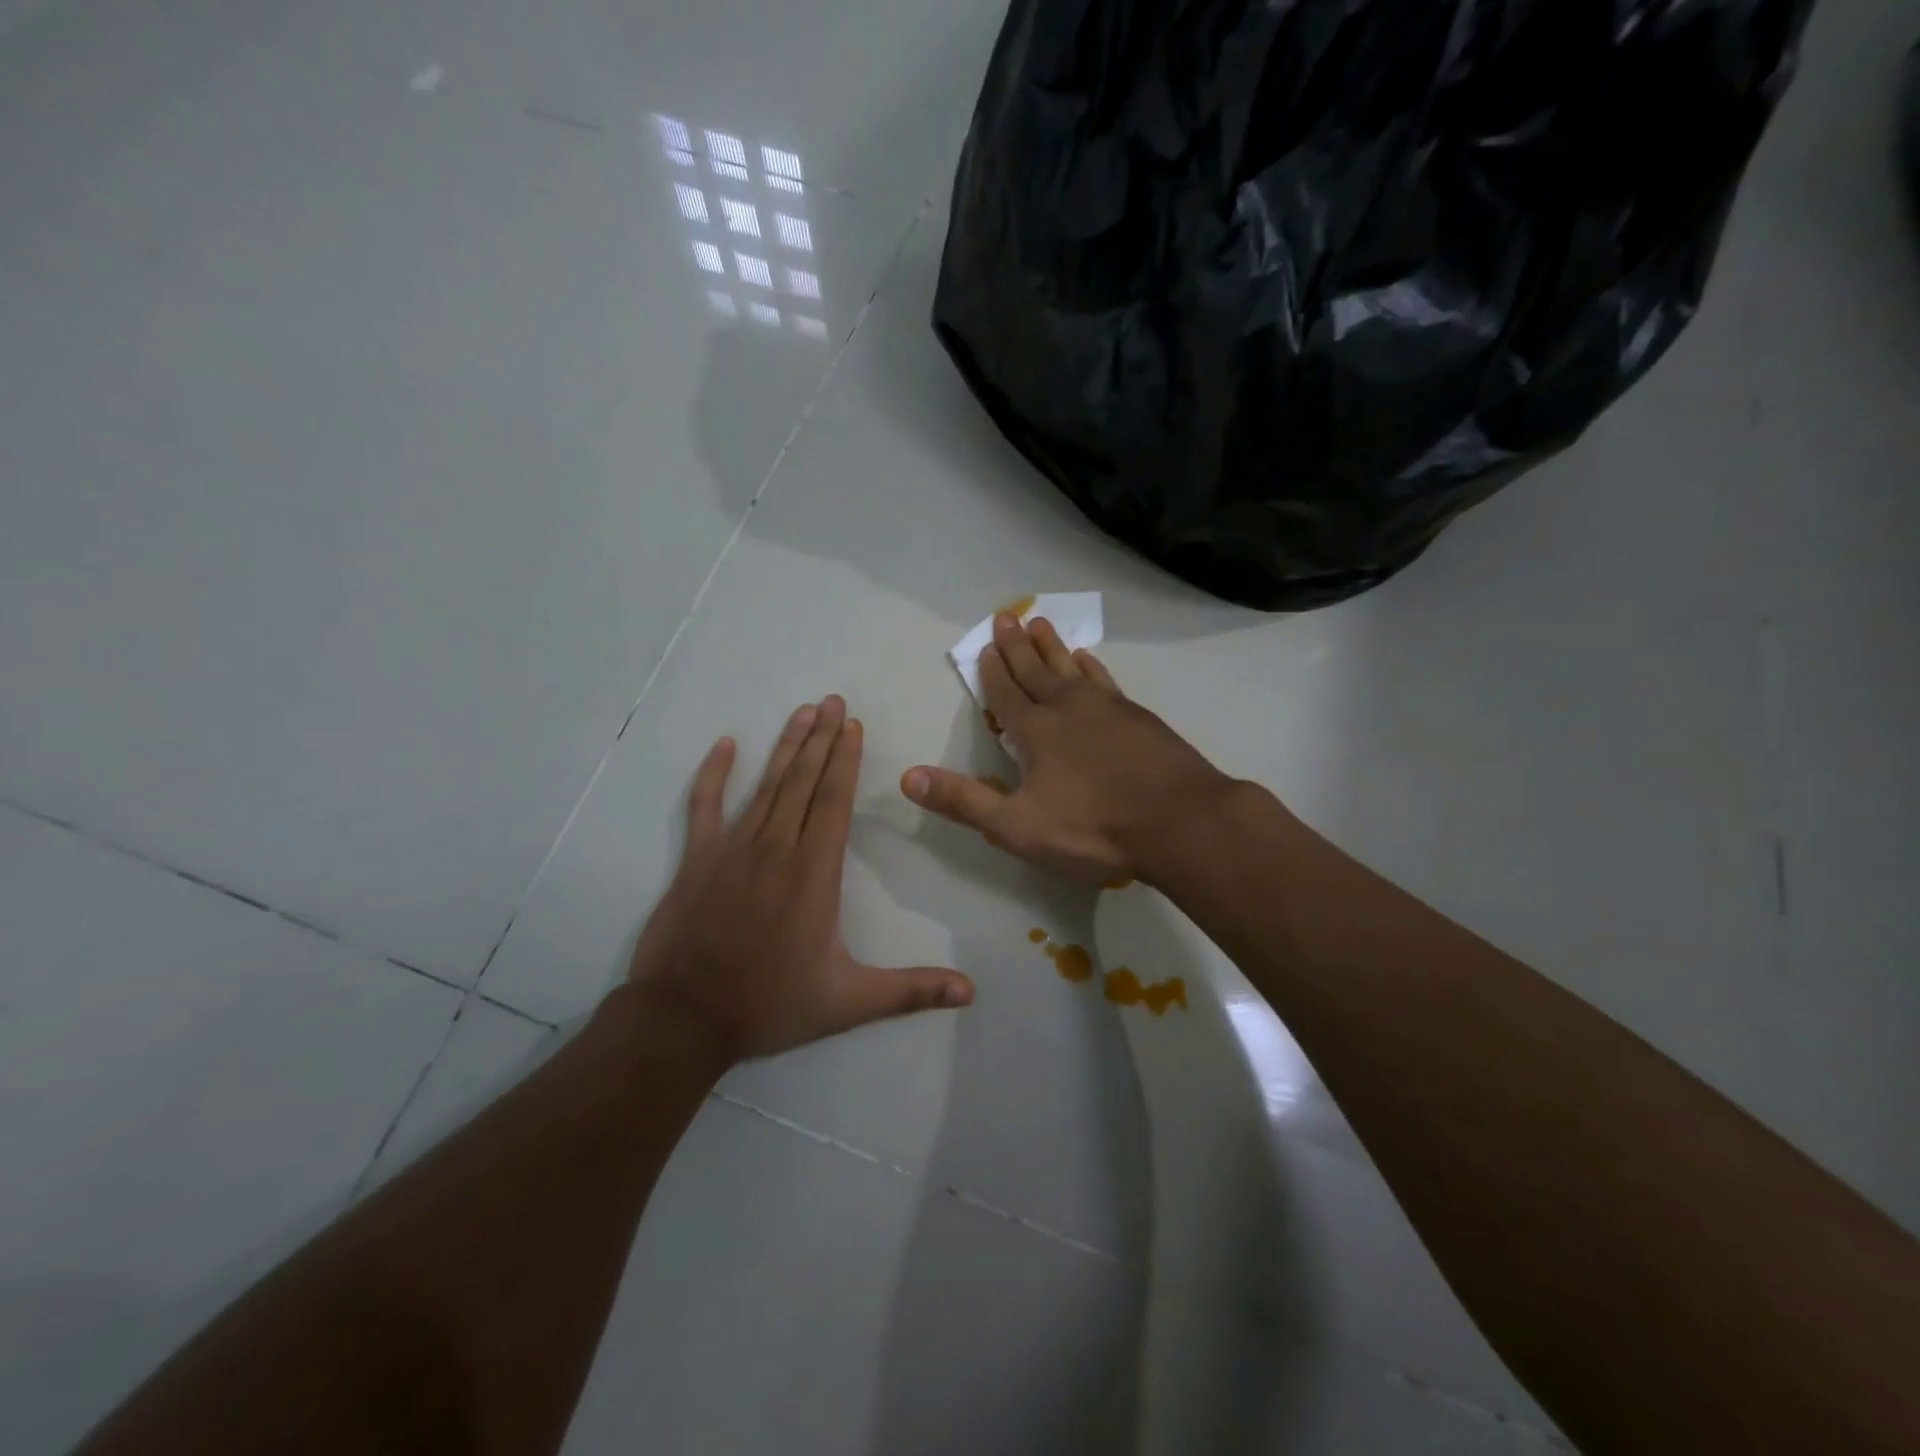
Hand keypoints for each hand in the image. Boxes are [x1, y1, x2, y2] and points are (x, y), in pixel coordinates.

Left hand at [628, 696, 974, 1060]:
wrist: (683, 1019)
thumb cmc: (770, 1005)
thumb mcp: (848, 1002)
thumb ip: (911, 991)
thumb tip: (970, 992)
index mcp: (814, 873)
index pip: (834, 801)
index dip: (845, 760)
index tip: (852, 725)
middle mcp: (776, 848)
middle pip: (804, 781)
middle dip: (821, 738)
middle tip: (833, 700)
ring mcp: (732, 849)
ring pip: (766, 785)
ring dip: (786, 746)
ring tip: (802, 711)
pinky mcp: (697, 858)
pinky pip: (704, 806)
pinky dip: (713, 774)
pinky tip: (724, 745)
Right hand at [900, 616, 1234, 884]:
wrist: (1179, 822)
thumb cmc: (1093, 828)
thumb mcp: (1017, 825)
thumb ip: (964, 801)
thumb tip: (907, 777)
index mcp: (1036, 732)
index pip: (1006, 694)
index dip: (992, 672)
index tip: (985, 645)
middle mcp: (1068, 709)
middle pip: (1036, 671)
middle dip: (1017, 647)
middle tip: (1006, 617)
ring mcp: (1107, 708)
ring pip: (1070, 668)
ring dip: (1052, 647)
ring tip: (1041, 624)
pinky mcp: (1138, 717)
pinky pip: (1105, 680)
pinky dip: (1091, 667)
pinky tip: (1088, 660)